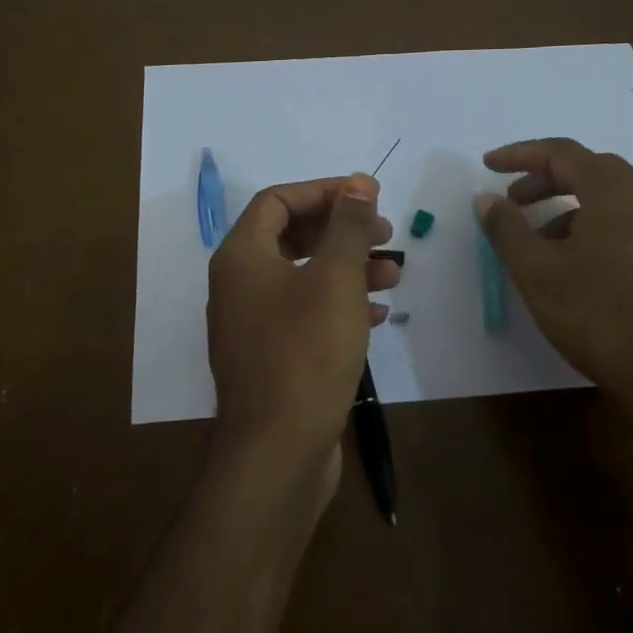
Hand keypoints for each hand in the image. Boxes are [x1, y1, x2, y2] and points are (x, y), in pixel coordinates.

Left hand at [206, 174, 398, 500]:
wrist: (279, 450)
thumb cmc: (306, 352)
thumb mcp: (335, 279)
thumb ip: (348, 227)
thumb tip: (358, 182)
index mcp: (241, 257)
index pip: (278, 201)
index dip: (323, 191)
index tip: (367, 197)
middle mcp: (239, 285)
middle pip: (291, 236)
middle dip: (341, 231)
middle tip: (385, 234)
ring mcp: (253, 324)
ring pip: (304, 277)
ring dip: (348, 268)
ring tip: (393, 274)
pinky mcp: (273, 357)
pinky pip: (306, 314)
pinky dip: (340, 305)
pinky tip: (377, 314)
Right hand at [476, 138, 632, 414]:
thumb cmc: (597, 316)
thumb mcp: (537, 271)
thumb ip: (508, 228)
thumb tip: (487, 199)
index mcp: (616, 192)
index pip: (562, 153)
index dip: (520, 154)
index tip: (488, 165)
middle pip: (591, 170)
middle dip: (546, 179)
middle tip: (513, 200)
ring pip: (612, 200)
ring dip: (570, 207)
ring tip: (539, 241)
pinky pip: (628, 225)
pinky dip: (594, 228)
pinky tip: (576, 266)